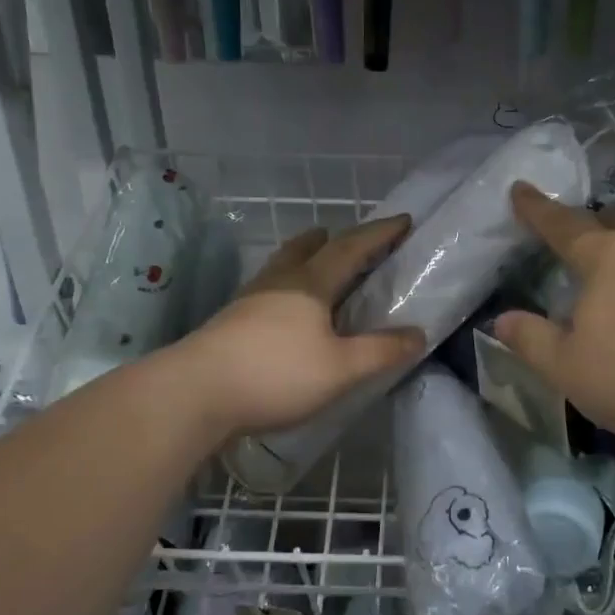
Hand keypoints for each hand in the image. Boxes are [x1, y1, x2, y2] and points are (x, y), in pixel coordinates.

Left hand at [174, 216, 426, 439]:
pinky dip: (286, 288)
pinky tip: (284, 311)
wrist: (195, 393)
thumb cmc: (275, 374)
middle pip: (306, 249)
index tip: (402, 220)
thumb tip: (419, 333)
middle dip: (331, 239)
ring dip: (302, 258)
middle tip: (345, 237)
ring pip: (281, 268)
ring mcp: (248, 302)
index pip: (350, 248)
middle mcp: (278, 283)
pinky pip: (267, 292)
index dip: (379, 234)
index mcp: (309, 284)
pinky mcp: (230, 323)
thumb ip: (381, 351)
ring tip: (314, 265)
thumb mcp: (341, 368)